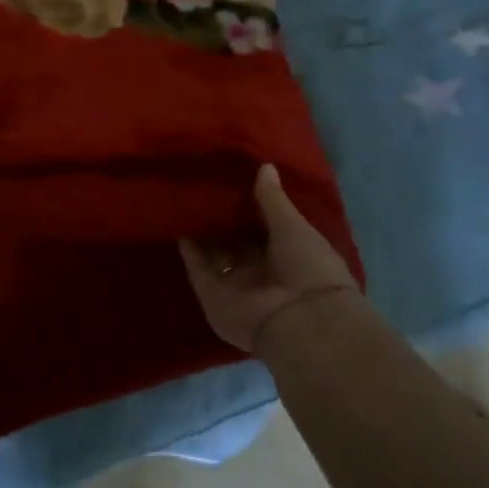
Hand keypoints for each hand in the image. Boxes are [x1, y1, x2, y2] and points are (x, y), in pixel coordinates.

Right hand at [179, 163, 358, 352]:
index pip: (264, 228)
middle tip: (204, 186)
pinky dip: (189, 250)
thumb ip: (273, 199)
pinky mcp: (213, 295)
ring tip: (186, 199)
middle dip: (223, 219)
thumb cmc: (309, 268)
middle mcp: (261, 271)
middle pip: (236, 242)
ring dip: (202, 232)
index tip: (233, 180)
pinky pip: (198, 269)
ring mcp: (236, 284)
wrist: (300, 321)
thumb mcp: (294, 226)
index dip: (250, 207)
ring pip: (214, 254)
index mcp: (289, 256)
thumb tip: (265, 166)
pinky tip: (179, 223)